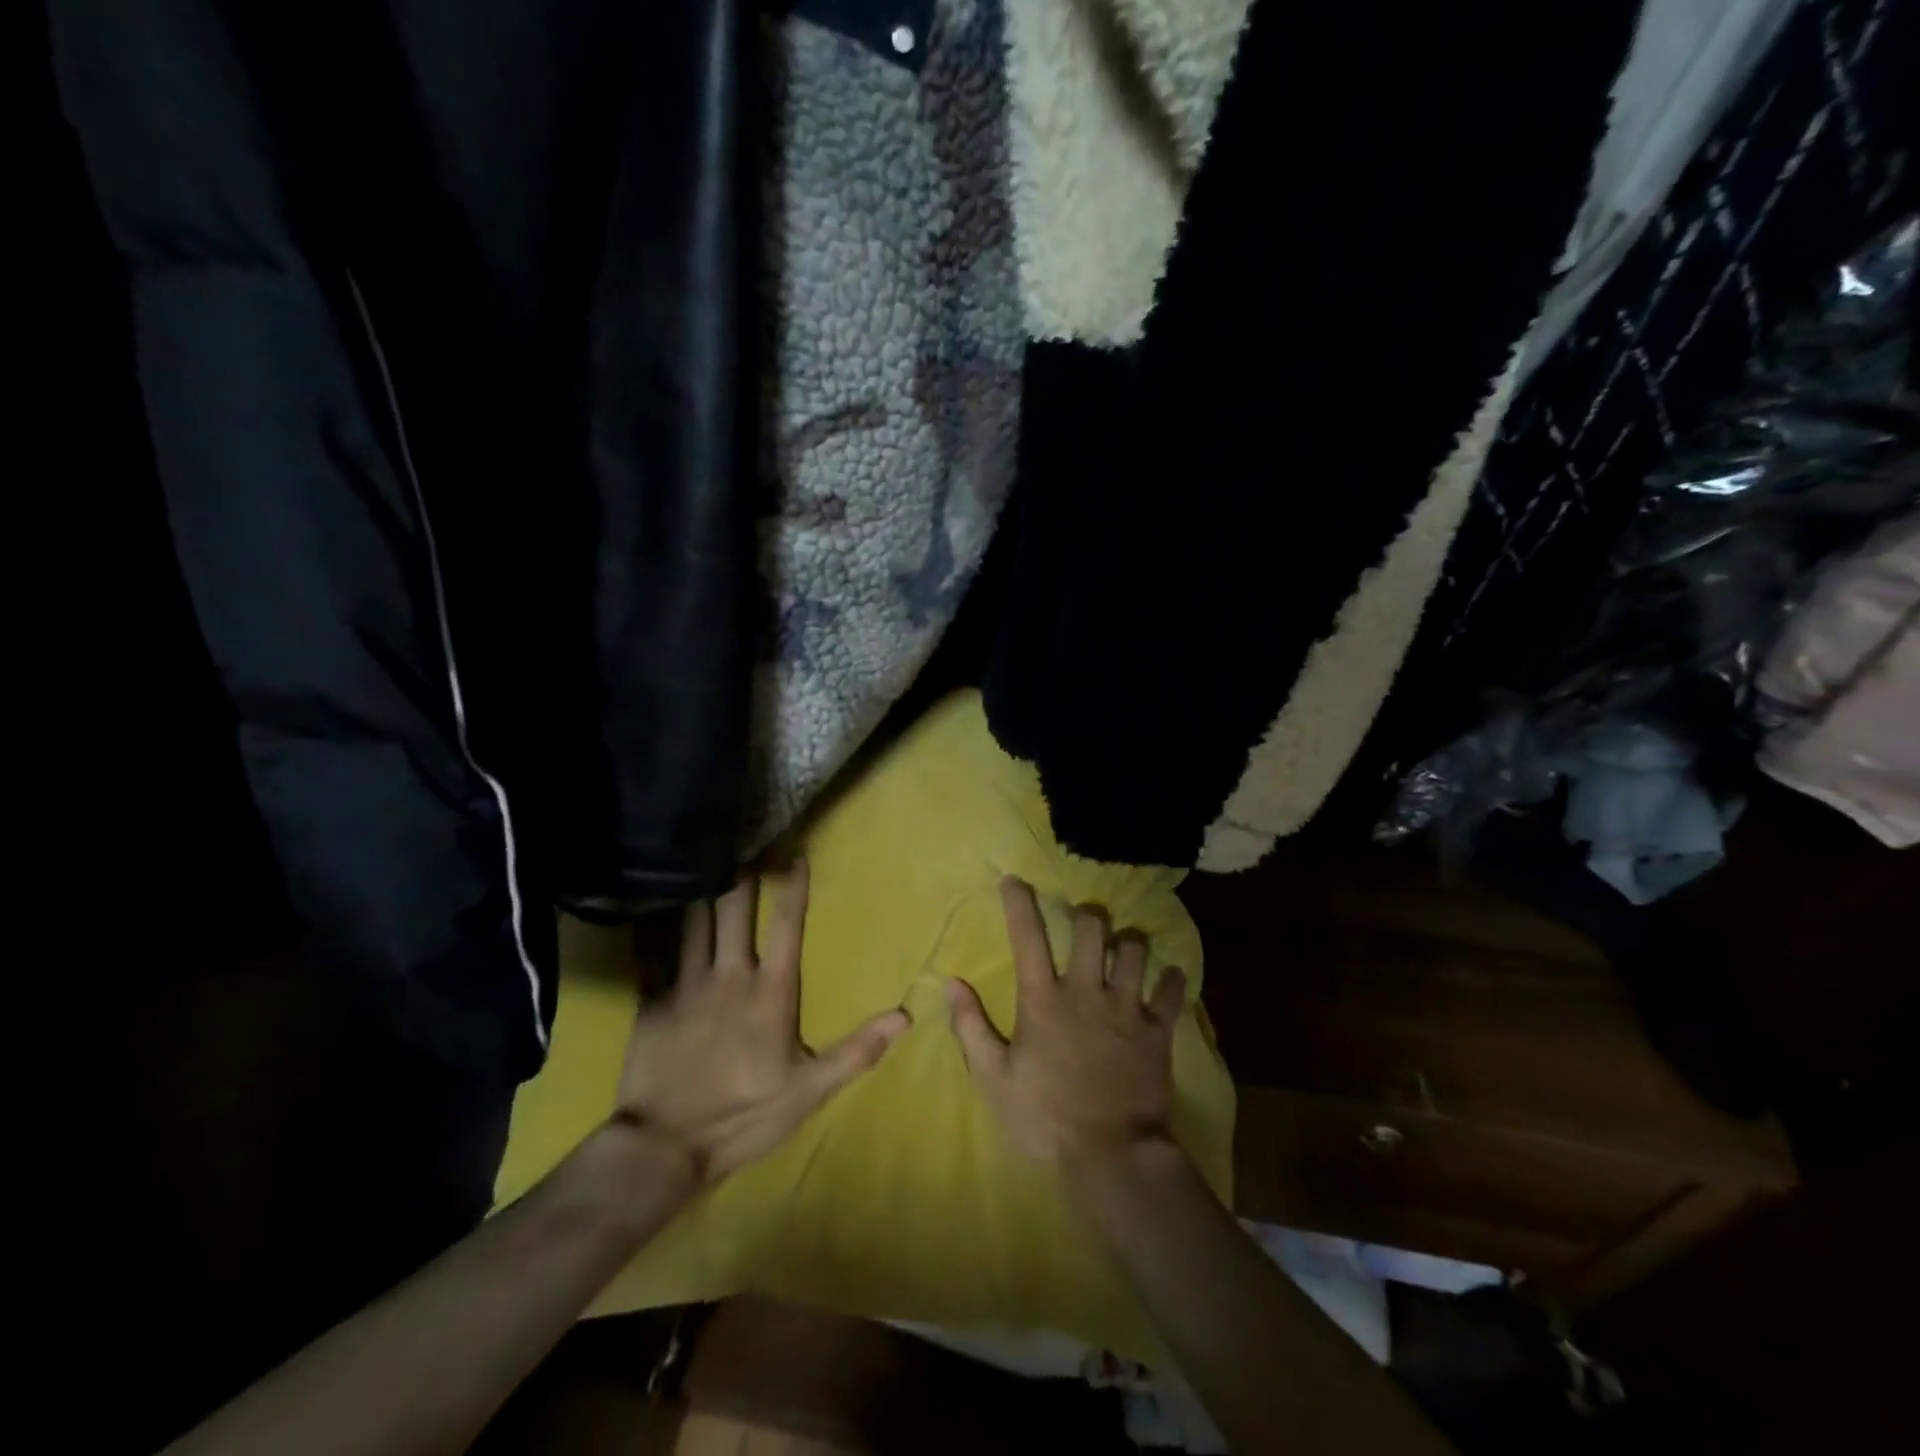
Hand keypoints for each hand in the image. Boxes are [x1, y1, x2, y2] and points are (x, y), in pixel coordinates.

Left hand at [615, 862, 908, 1186]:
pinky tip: (651, 902)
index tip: (796, 853)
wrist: (666, 1146)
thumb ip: (856, 1050)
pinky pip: (653, 952)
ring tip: (703, 856)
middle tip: (743, 840)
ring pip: (695, 921)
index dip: (793, 887)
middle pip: (735, 910)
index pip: (787, 926)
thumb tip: (904, 1016)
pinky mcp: (653, 1001)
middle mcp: (729, 975)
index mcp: (771, 991)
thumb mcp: (810, 1090)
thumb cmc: (745, 1115)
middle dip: (742, 872)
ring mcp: (686, 985)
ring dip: (702, 887)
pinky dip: (655, 925)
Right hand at [947, 877, 1186, 1173]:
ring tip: (1123, 951)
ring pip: (1134, 949)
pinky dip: (1171, 980)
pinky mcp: (1158, 1031)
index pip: (1028, 937)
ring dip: (1128, 944)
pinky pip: (1172, 991)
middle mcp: (1086, 991)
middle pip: (1092, 928)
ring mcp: (1127, 1008)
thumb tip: (952, 983)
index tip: (1014, 879)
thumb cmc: (1044, 1117)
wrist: (1110, 1156)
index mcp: (1043, 999)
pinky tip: (1168, 978)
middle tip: (1084, 926)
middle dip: (1087, 917)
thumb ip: (971, 1027)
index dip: (1019, 902)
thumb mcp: (993, 1079)